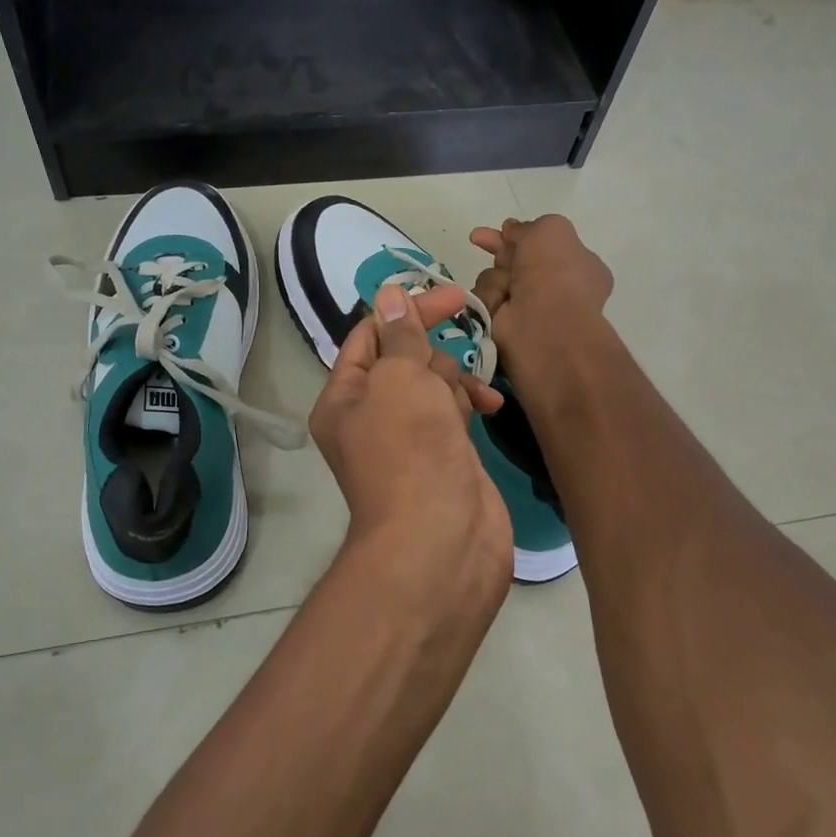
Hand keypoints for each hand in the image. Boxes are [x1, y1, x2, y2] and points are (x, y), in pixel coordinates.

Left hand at [309, 284, 512, 604]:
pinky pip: (453, 413)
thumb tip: (390, 295)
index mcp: (344, 398)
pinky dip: (469, 405)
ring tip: (471, 398)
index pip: (369, 336)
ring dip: (455, 380)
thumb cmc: (411, 451)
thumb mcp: (400, 380)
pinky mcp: (442, 455)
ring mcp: (408, 438)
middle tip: (454, 359)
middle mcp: (371, 415)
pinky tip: (491, 406)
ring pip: (433, 385)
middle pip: (404, 359)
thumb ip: (400, 336)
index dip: (407, 311)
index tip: (453, 296)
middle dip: (433, 354)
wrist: (441, 541)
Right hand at [470, 215, 613, 371]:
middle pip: (516, 259)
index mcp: (577, 265)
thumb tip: (512, 230)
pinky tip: (499, 304)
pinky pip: (486, 299)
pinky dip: (490, 297)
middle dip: (497, 248)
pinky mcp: (504, 324)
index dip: (523, 234)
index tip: (505, 227)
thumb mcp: (551, 229)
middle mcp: (554, 287)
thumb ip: (531, 226)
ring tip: (506, 287)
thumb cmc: (556, 272)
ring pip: (496, 277)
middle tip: (478, 237)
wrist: (545, 321)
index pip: (545, 245)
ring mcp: (529, 308)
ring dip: (496, 277)